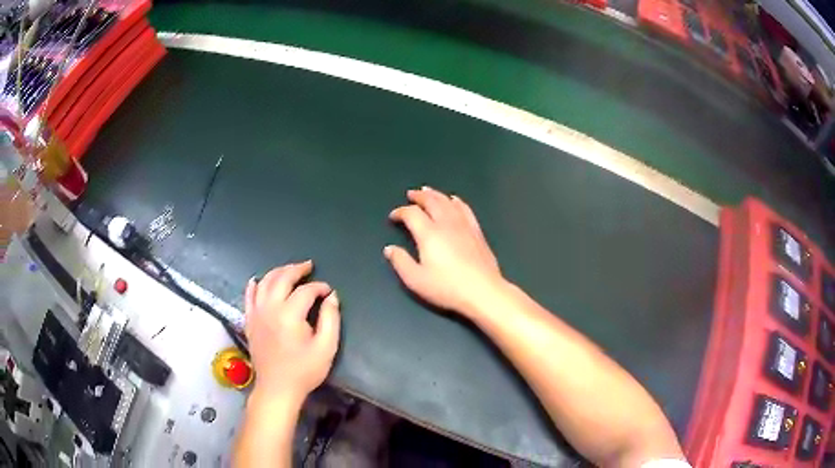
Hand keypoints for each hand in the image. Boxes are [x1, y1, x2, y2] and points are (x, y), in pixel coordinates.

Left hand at [244, 261, 340, 402]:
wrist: (277, 388)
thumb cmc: (304, 370)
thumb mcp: (326, 347)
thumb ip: (331, 319)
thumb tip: (331, 297)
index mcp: (290, 314)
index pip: (306, 291)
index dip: (319, 287)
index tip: (329, 292)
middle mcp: (270, 308)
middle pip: (282, 278)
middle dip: (297, 269)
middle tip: (309, 266)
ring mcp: (256, 313)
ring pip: (264, 283)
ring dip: (277, 272)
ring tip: (289, 270)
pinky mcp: (249, 321)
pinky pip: (248, 296)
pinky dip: (253, 285)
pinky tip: (257, 280)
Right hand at [384, 186, 504, 315]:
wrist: (483, 291)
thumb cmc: (447, 287)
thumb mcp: (416, 280)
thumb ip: (400, 262)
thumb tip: (390, 249)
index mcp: (429, 234)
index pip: (412, 214)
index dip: (400, 212)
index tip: (394, 217)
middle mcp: (446, 224)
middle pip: (431, 201)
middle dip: (419, 196)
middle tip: (411, 194)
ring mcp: (464, 225)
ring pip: (448, 202)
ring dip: (436, 194)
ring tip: (428, 191)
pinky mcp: (477, 231)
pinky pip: (465, 209)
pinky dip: (456, 201)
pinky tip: (454, 200)